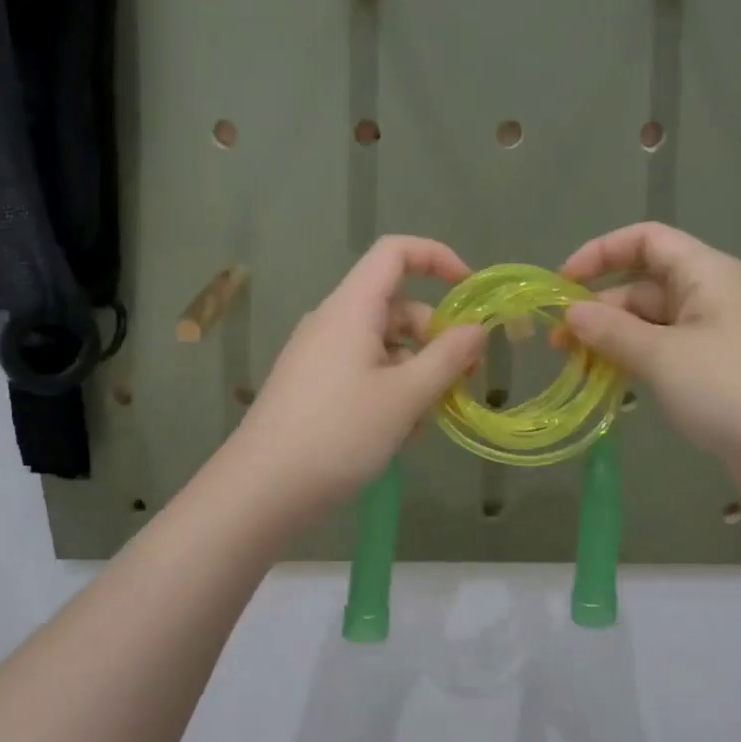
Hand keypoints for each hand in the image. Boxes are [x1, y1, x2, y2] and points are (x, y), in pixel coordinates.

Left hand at [225, 236, 485, 525]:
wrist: (263, 490)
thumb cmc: (339, 433)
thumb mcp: (406, 396)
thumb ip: (448, 358)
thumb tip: (477, 330)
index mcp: (351, 308)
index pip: (395, 252)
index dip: (437, 258)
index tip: (471, 292)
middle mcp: (332, 323)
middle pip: (396, 308)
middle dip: (435, 339)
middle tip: (464, 381)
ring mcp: (319, 357)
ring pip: (383, 349)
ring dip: (415, 376)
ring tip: (423, 424)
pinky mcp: (313, 389)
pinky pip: (363, 375)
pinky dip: (389, 394)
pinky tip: (396, 436)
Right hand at [560, 222, 740, 515]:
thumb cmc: (731, 389)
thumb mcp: (662, 356)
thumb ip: (611, 331)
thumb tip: (570, 314)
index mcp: (704, 273)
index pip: (645, 240)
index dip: (600, 253)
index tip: (561, 284)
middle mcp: (708, 295)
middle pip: (642, 285)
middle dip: (597, 309)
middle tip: (557, 345)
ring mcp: (712, 335)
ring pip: (648, 323)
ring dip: (610, 339)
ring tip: (573, 367)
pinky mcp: (712, 371)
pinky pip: (661, 353)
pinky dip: (632, 362)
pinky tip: (606, 383)